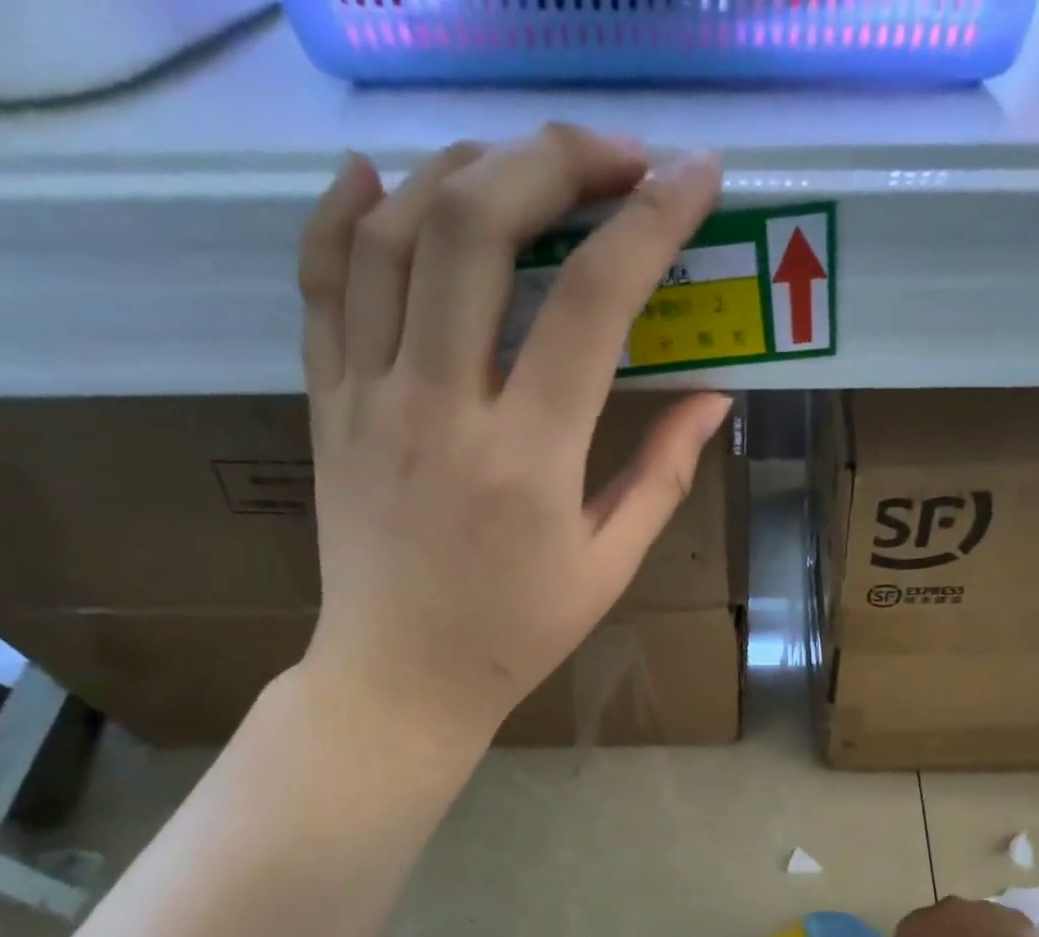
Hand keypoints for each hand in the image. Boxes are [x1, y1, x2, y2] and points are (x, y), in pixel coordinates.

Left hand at [291, 126, 730, 746]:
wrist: (400, 676)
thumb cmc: (517, 634)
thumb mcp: (608, 568)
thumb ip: (663, 474)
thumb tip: (716, 396)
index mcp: (528, 460)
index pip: (592, 304)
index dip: (650, 222)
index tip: (696, 177)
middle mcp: (440, 407)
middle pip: (480, 226)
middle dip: (556, 159)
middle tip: (615, 158)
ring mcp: (368, 397)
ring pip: (396, 231)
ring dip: (468, 169)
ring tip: (526, 168)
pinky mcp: (325, 402)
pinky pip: (322, 280)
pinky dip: (348, 212)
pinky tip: (383, 177)